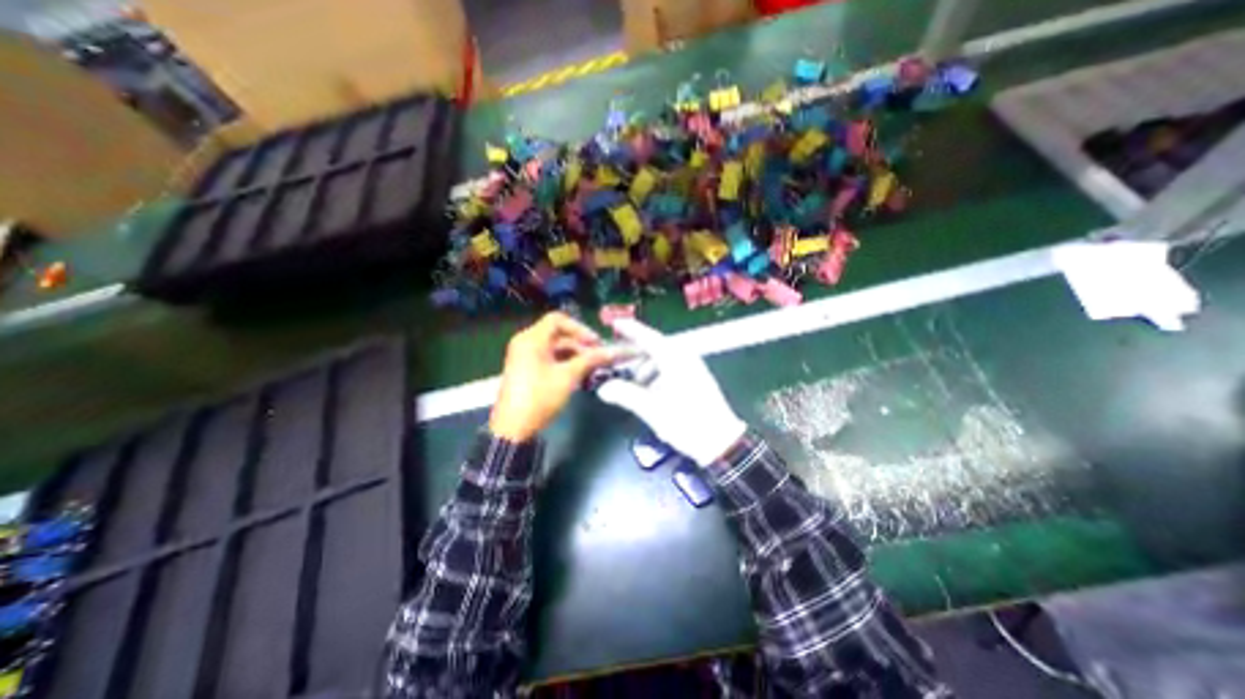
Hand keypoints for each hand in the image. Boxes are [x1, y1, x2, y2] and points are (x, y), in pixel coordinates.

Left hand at [491, 310, 616, 443]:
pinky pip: (549, 358)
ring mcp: (525, 357)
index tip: (596, 343)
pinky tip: (579, 375)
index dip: (579, 328)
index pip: (558, 320)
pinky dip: (564, 363)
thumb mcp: (568, 377)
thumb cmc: (540, 397)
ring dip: (574, 355)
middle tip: (599, 357)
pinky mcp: (527, 369)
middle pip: (558, 334)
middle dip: (580, 344)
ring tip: (592, 368)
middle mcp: (526, 343)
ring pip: (555, 348)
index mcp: (531, 339)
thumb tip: (614, 351)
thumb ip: (590, 360)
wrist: (513, 429)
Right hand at [598, 320, 741, 466]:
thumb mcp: (651, 409)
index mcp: (674, 359)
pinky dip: (657, 375)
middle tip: (618, 363)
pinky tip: (651, 391)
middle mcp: (685, 358)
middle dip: (636, 355)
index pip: (648, 337)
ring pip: (663, 359)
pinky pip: (671, 369)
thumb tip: (603, 389)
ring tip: (635, 384)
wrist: (720, 441)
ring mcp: (693, 368)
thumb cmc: (686, 421)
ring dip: (646, 367)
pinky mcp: (696, 379)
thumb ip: (625, 395)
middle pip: (655, 348)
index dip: (631, 329)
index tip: (615, 324)